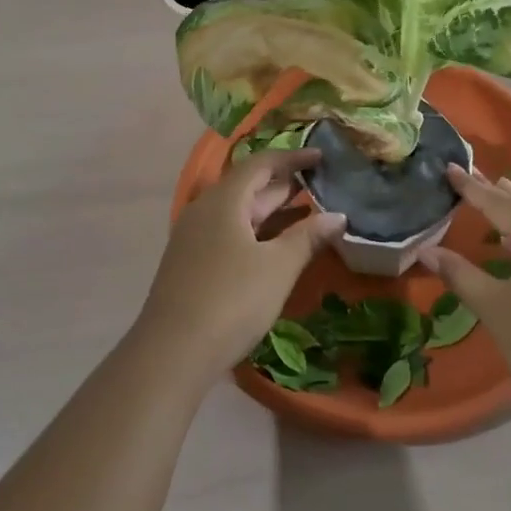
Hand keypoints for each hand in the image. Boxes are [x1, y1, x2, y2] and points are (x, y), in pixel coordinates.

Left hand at [139, 148, 346, 374]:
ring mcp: (194, 238)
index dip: (293, 158)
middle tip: (322, 185)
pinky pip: (229, 234)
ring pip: (239, 213)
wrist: (172, 353)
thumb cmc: (231, 300)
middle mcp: (205, 211)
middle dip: (285, 185)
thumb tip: (338, 216)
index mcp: (224, 200)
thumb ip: (308, 237)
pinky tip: (277, 248)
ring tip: (309, 213)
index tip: (322, 157)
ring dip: (272, 212)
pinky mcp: (191, 264)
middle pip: (248, 187)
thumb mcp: (278, 267)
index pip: (261, 164)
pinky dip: (257, 233)